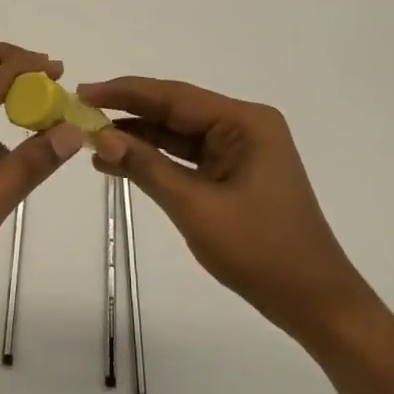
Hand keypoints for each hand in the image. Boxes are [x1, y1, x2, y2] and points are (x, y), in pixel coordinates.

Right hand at [80, 77, 371, 336]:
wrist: (314, 302)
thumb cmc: (260, 251)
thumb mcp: (195, 207)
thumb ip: (146, 167)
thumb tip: (100, 138)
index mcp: (244, 122)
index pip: (174, 96)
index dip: (125, 92)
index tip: (83, 91)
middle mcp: (244, 126)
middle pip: (175, 110)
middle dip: (128, 112)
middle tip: (79, 112)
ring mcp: (240, 150)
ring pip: (178, 133)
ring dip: (138, 137)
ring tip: (90, 139)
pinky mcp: (234, 172)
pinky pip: (187, 156)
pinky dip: (155, 159)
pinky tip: (119, 162)